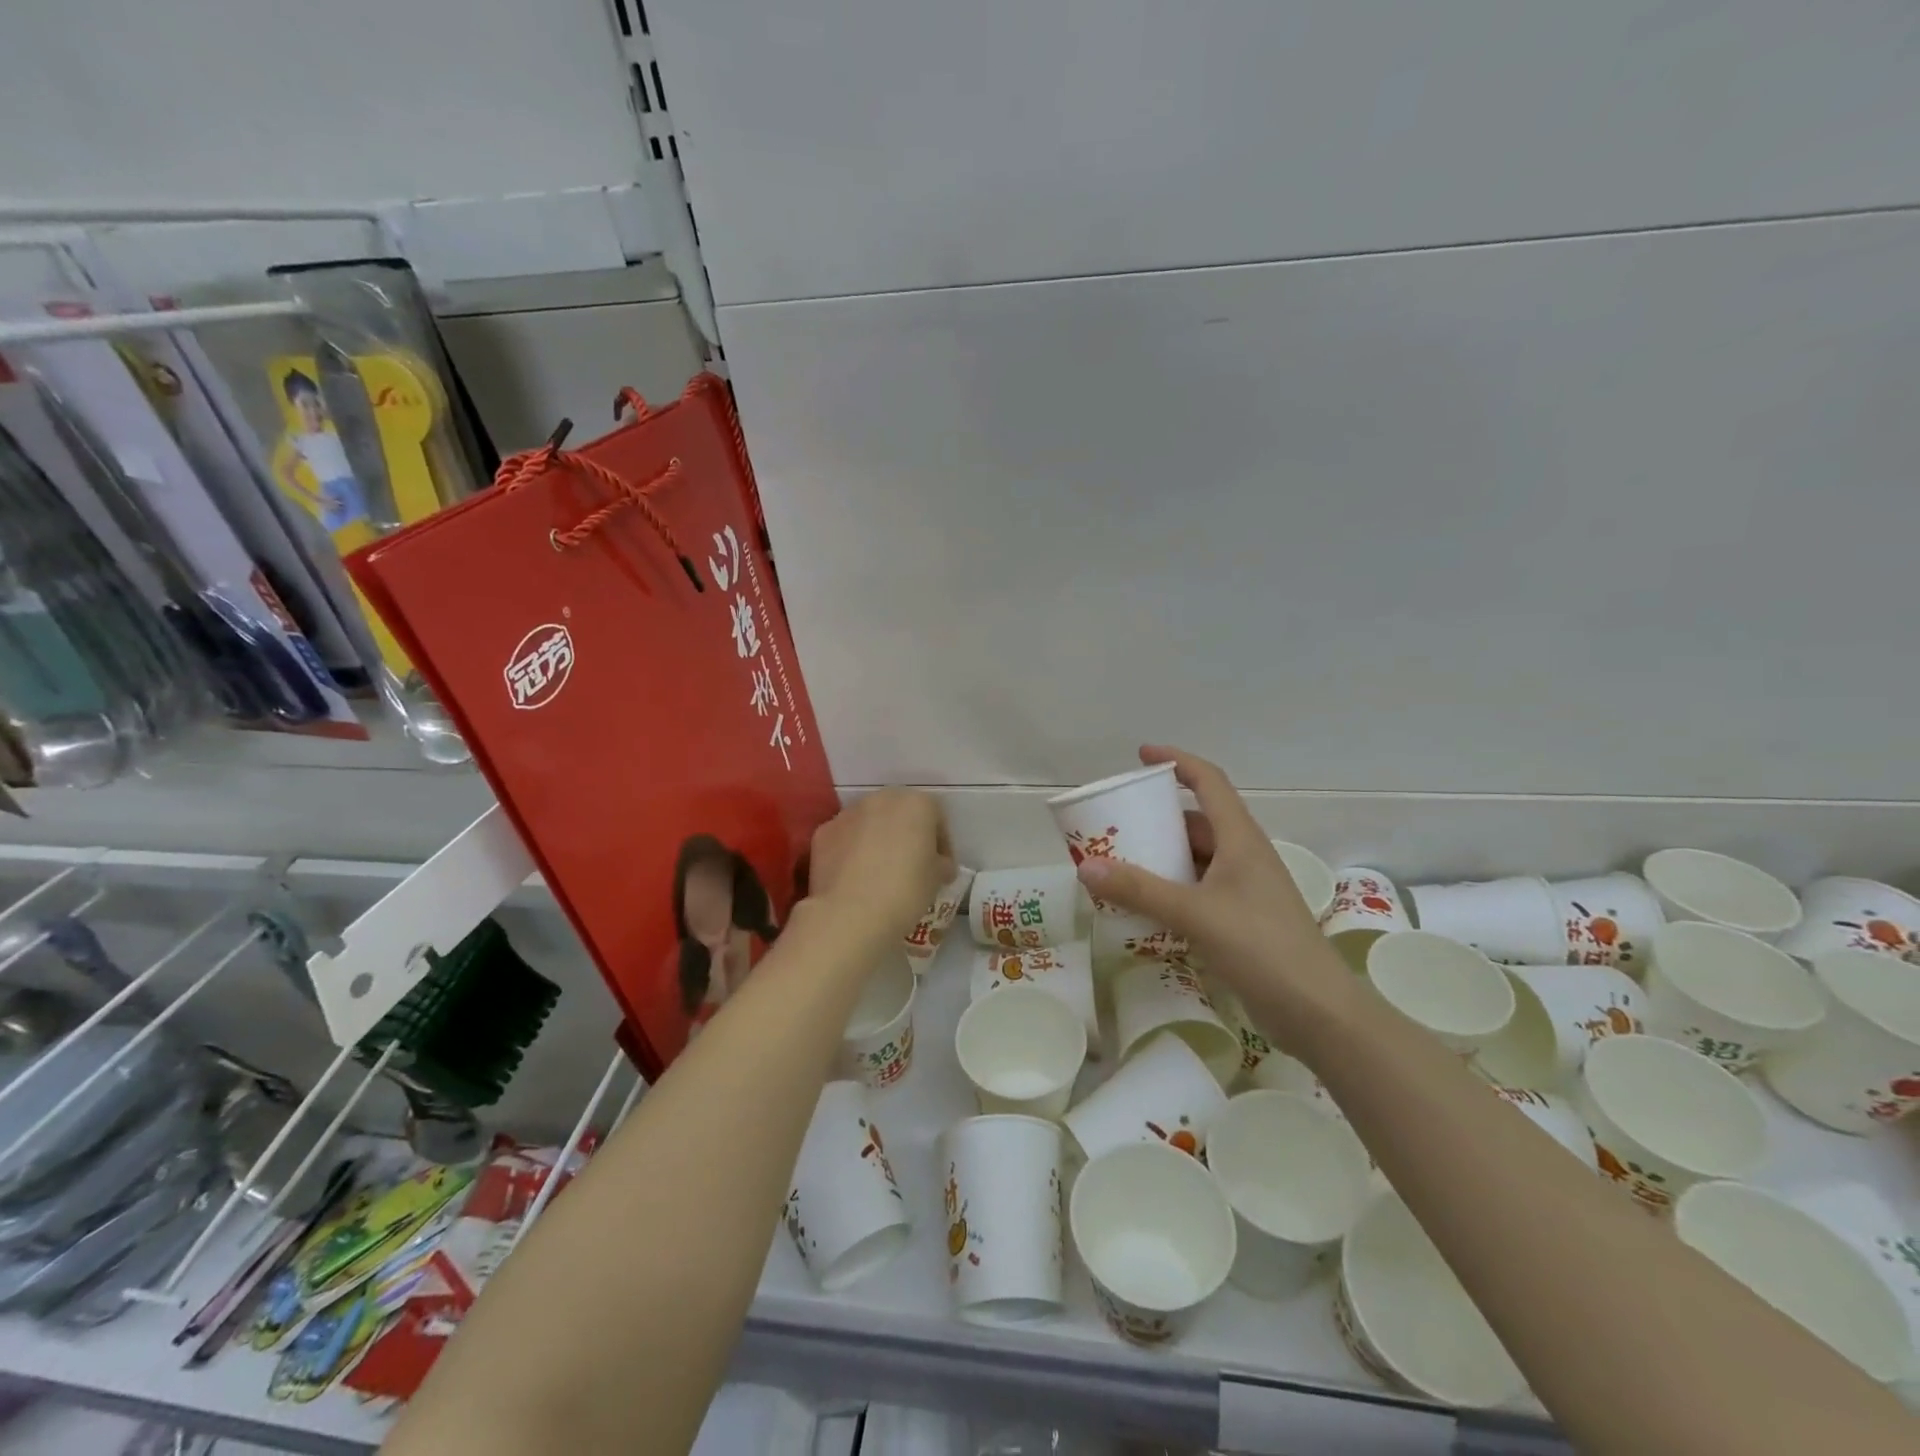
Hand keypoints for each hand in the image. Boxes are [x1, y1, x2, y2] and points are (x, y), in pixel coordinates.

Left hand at [807, 788, 953, 940]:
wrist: (850, 914)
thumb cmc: (905, 891)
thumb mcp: (937, 879)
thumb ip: (940, 863)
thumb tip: (938, 866)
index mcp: (916, 804)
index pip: (937, 818)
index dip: (942, 844)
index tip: (942, 869)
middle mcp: (881, 799)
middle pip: (901, 813)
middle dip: (908, 835)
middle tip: (912, 865)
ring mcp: (848, 814)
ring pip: (870, 822)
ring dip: (878, 839)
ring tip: (880, 872)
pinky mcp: (823, 833)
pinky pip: (845, 838)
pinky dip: (852, 851)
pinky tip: (855, 877)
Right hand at [1074, 746, 1349, 1028]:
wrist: (1318, 1012)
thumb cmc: (1262, 947)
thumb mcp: (1195, 914)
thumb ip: (1140, 890)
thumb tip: (1085, 867)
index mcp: (1240, 838)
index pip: (1208, 781)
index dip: (1176, 761)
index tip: (1141, 756)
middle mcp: (1243, 856)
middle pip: (1197, 820)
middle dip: (1158, 817)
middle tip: (1117, 823)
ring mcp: (1244, 889)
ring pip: (1196, 857)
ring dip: (1162, 856)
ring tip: (1120, 862)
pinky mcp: (1241, 919)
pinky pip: (1197, 889)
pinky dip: (1170, 888)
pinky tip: (1144, 904)